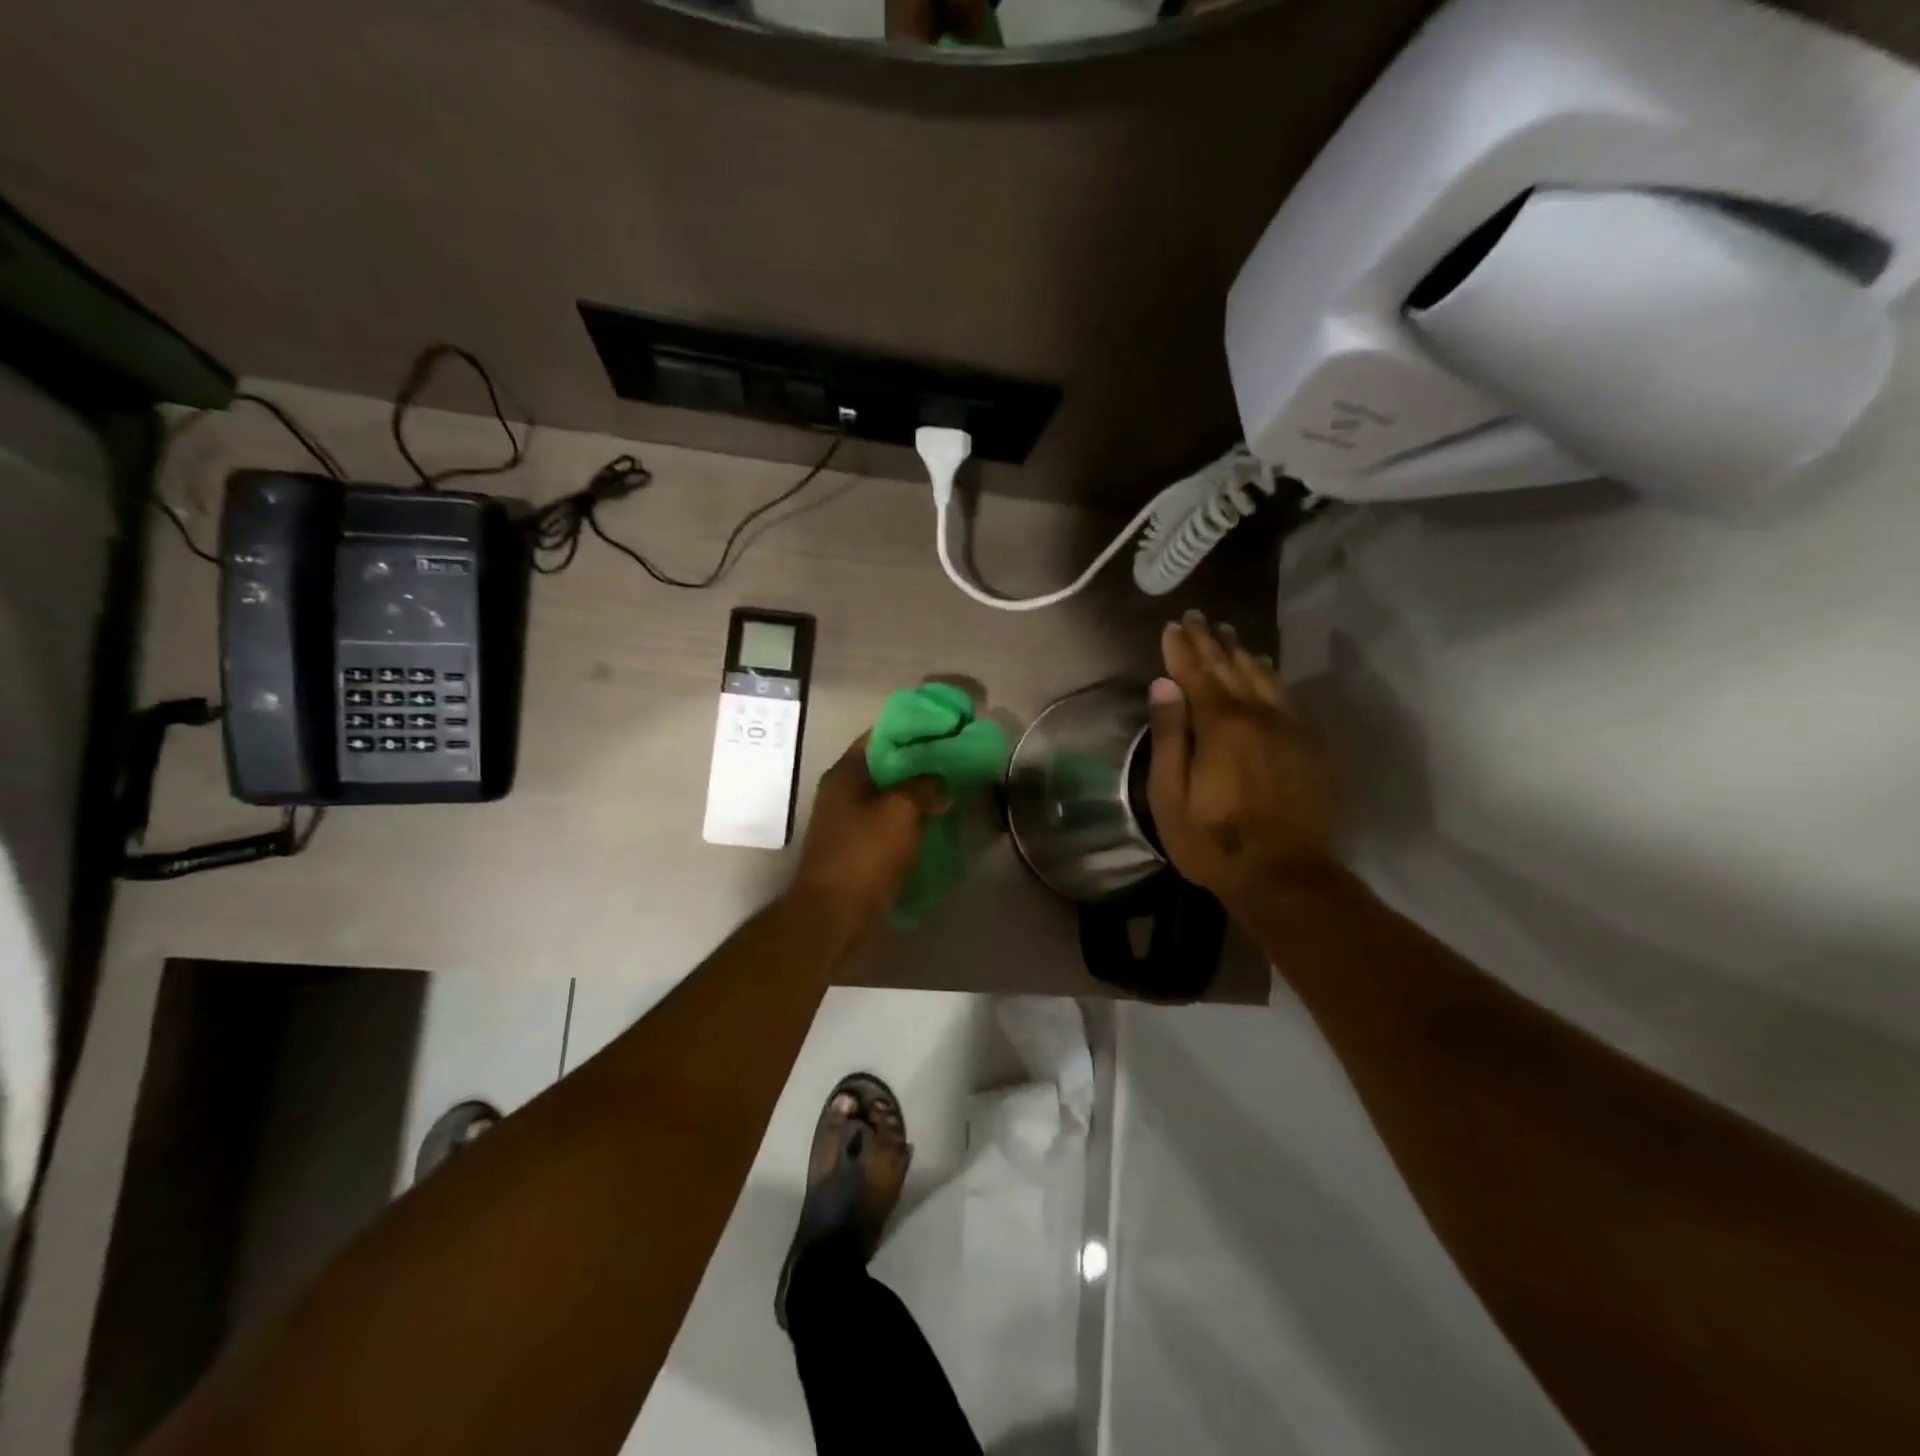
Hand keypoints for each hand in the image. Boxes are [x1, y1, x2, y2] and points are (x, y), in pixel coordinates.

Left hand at [791, 735, 945, 941]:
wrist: (834, 915)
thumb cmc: (864, 855)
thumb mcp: (901, 811)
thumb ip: (924, 787)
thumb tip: (939, 784)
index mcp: (846, 773)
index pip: (881, 735)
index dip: (913, 729)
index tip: (946, 729)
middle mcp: (842, 791)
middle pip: (886, 765)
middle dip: (920, 762)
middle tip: (956, 760)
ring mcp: (847, 821)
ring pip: (889, 795)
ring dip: (917, 793)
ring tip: (952, 789)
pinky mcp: (857, 847)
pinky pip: (889, 822)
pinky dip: (911, 819)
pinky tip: (937, 822)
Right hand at [1146, 611, 1337, 913]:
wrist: (1285, 875)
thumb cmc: (1214, 840)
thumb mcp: (1172, 796)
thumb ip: (1169, 736)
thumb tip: (1163, 685)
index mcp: (1219, 726)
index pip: (1196, 674)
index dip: (1182, 649)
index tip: (1172, 626)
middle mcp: (1257, 715)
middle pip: (1230, 668)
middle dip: (1210, 641)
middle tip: (1198, 616)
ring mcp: (1288, 729)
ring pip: (1262, 676)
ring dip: (1241, 652)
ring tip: (1227, 632)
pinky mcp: (1308, 745)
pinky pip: (1286, 696)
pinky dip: (1270, 675)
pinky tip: (1264, 667)